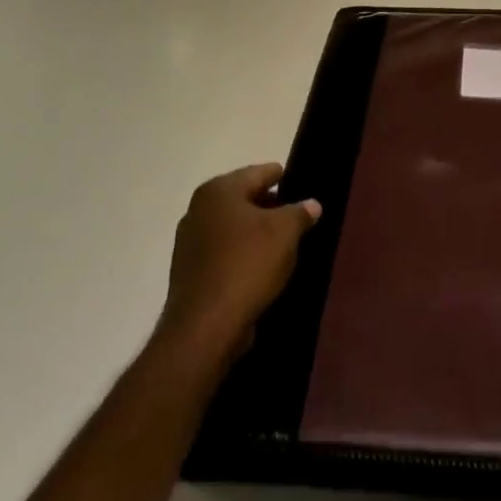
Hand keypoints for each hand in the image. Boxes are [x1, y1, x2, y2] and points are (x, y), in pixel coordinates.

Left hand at [158, 164, 320, 367]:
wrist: (205, 327)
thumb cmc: (247, 265)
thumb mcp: (285, 233)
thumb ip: (300, 212)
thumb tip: (311, 204)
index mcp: (219, 191)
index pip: (259, 172)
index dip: (282, 176)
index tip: (300, 181)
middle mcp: (199, 209)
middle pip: (244, 198)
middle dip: (270, 205)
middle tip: (297, 215)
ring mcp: (190, 241)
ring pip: (233, 226)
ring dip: (255, 232)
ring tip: (284, 242)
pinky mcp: (189, 271)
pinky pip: (224, 251)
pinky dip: (242, 253)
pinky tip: (261, 266)